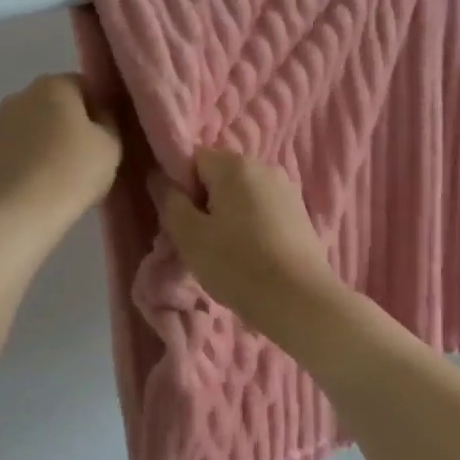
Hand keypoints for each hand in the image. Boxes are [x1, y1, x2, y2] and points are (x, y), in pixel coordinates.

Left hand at [0, 74, 120, 250]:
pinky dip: (26, 158)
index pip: (84, 86)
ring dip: (45, 141)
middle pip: (54, 104)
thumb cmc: (72, 173)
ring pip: (32, 126)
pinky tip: (37, 184)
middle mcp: (20, 95)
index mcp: (53, 85)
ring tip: (59, 174)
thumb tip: (99, 114)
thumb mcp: (111, 145)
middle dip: (69, 123)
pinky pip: (14, 148)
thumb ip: (109, 120)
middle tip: (85, 156)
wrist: (18, 213)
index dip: (99, 109)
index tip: (106, 137)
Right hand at [153, 149, 341, 334]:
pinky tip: (252, 257)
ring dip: (228, 216)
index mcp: (235, 164)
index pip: (192, 159)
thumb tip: (158, 176)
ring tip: (226, 253)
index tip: (182, 221)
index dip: (180, 187)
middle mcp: (264, 166)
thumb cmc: (237, 264)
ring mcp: (287, 190)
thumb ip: (169, 200)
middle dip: (204, 202)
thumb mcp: (189, 235)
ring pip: (241, 195)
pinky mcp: (301, 214)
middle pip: (219, 176)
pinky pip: (263, 211)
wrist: (300, 300)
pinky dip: (251, 227)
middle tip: (199, 241)